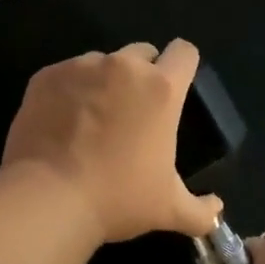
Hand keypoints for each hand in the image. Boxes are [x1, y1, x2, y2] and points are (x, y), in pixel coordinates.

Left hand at [0, 40, 222, 245]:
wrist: (48, 198)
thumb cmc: (117, 199)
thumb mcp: (168, 210)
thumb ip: (201, 211)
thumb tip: (217, 210)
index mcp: (160, 89)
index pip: (184, 52)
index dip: (183, 65)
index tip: (176, 86)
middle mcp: (123, 67)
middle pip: (142, 52)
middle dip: (142, 73)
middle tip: (133, 111)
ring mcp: (81, 67)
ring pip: (101, 62)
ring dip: (104, 81)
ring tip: (92, 119)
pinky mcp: (47, 75)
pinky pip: (66, 74)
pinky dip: (69, 90)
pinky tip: (62, 122)